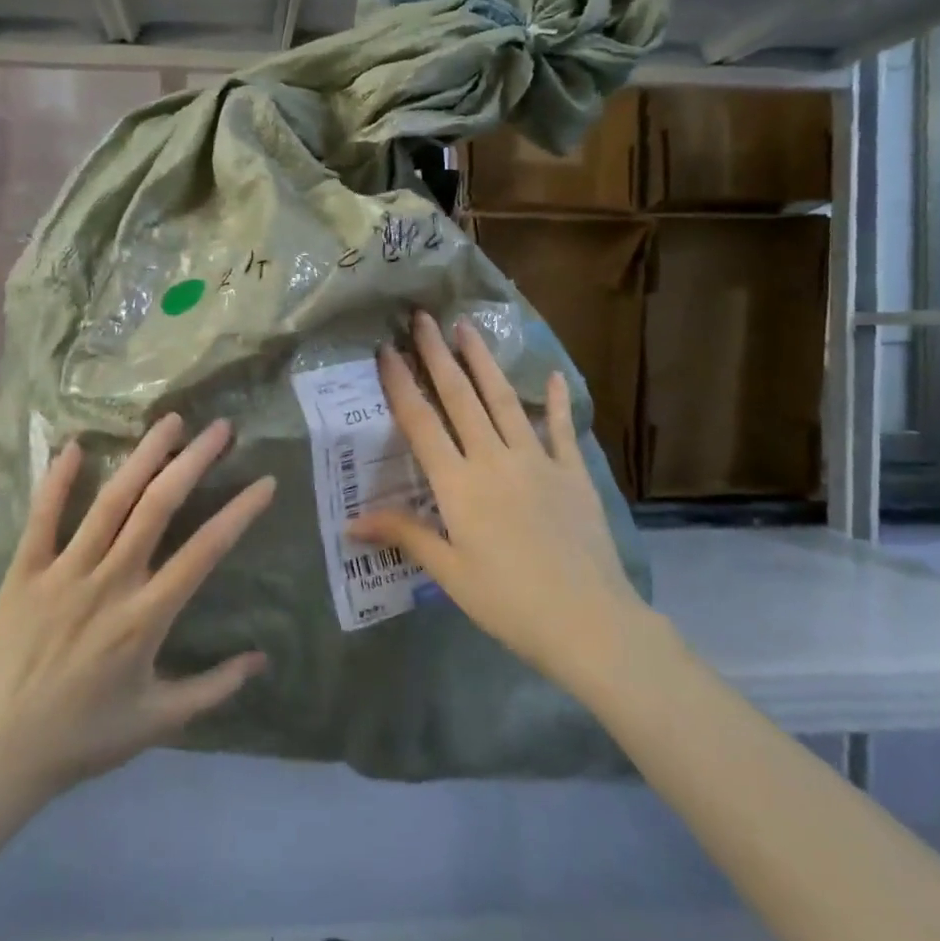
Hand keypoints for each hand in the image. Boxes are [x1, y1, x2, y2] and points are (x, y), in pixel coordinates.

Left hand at [0, 415, 272, 801]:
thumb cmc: (82, 738)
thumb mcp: (158, 722)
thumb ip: (214, 689)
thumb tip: (263, 660)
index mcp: (144, 618)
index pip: (204, 552)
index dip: (238, 513)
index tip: (265, 482)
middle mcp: (108, 583)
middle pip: (157, 508)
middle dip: (193, 462)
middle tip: (220, 428)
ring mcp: (62, 573)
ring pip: (109, 502)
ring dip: (142, 457)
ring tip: (169, 421)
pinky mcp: (22, 573)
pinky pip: (42, 519)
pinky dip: (57, 481)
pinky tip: (73, 446)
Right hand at [347, 312, 649, 680]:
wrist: (589, 622)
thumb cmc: (508, 601)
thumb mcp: (448, 572)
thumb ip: (404, 535)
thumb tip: (350, 522)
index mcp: (458, 485)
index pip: (421, 423)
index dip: (401, 384)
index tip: (387, 350)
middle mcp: (494, 460)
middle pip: (460, 398)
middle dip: (438, 355)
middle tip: (423, 318)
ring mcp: (537, 461)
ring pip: (504, 401)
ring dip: (484, 362)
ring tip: (468, 327)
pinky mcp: (572, 473)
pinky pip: (560, 430)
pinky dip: (556, 401)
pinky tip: (553, 375)